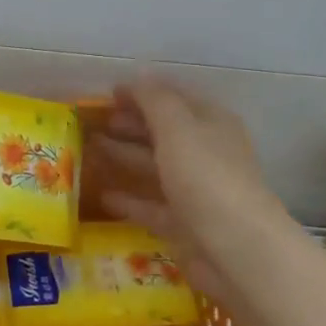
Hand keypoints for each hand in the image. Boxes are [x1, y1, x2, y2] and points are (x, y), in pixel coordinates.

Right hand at [93, 78, 286, 301]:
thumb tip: (137, 76)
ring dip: (124, 157)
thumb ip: (155, 100)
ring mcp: (194, 191)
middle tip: (93, 122)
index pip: (174, 98)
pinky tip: (102, 194)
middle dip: (131, 124)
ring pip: (154, 167)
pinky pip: (150, 206)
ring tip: (89, 150)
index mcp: (210, 123)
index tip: (108, 93)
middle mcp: (204, 153)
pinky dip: (128, 199)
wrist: (237, 250)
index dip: (143, 92)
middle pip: (163, 132)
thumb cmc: (207, 178)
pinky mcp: (183, 225)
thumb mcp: (178, 128)